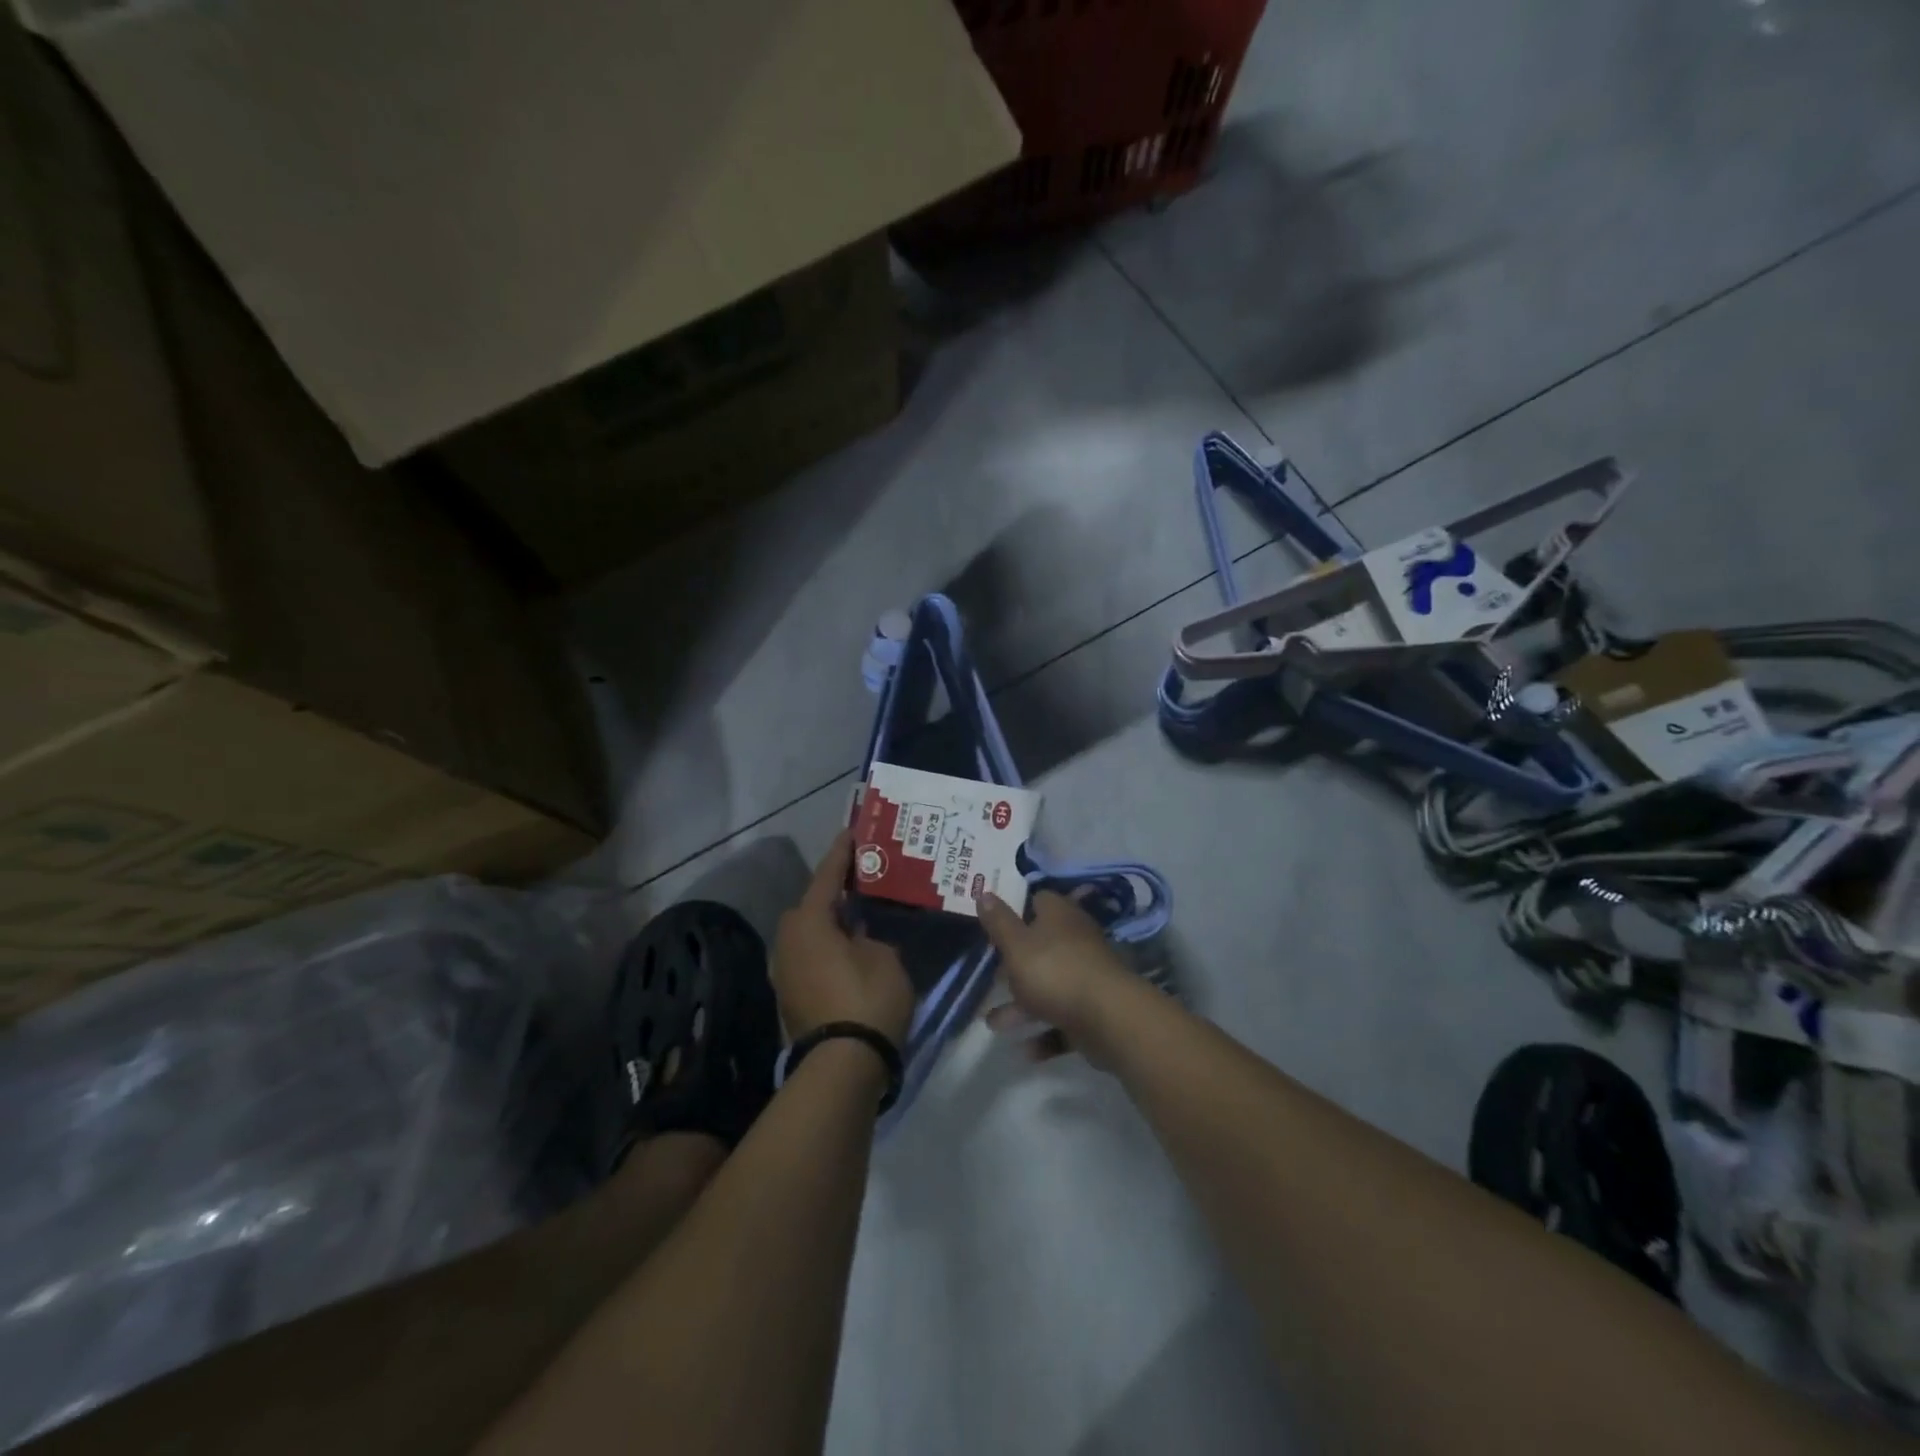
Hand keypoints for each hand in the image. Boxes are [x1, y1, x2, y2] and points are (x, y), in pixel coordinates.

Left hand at [772, 832, 913, 1046]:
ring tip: (858, 919)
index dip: (842, 853)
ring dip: (828, 924)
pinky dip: (825, 949)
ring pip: (807, 934)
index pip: (827, 876)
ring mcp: (784, 971)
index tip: (852, 832)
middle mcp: (788, 941)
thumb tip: (856, 936)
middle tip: (861, 884)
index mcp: (809, 922)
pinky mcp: (789, 996)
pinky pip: (808, 957)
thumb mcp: (884, 956)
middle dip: (832, 893)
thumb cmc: (868, 998)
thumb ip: (869, 936)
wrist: (843, 1065)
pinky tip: (848, 951)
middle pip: (810, 905)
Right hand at [978, 891, 1138, 1067]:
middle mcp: (1076, 939)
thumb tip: (985, 891)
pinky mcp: (1095, 1008)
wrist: (1110, 1018)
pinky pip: (1064, 1017)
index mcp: (1059, 915)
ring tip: (994, 1024)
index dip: (1015, 909)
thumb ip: (998, 922)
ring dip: (1023, 1005)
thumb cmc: (1055, 972)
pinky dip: (1046, 1032)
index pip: (1037, 901)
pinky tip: (1026, 1050)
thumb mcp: (1016, 945)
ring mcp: (1087, 975)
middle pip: (1041, 946)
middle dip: (1015, 965)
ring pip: (1050, 985)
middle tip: (991, 977)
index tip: (993, 924)